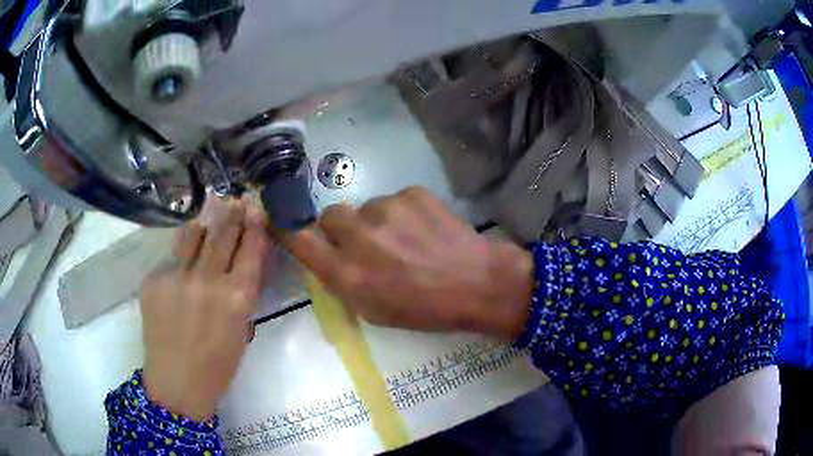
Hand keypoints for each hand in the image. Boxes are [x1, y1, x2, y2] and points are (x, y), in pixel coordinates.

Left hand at [140, 197, 271, 421]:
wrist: (177, 381)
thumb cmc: (218, 363)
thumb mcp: (242, 326)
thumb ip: (243, 288)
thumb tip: (246, 254)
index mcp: (237, 298)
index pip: (251, 247)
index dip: (255, 224)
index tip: (256, 208)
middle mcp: (207, 281)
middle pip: (223, 232)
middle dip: (233, 212)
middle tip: (237, 200)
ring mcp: (176, 277)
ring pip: (194, 232)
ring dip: (207, 221)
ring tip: (213, 209)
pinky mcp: (153, 279)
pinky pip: (172, 255)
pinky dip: (184, 250)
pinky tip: (187, 253)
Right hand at [284, 187, 533, 338]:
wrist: (478, 283)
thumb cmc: (425, 309)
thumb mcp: (375, 311)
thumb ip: (343, 282)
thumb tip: (327, 257)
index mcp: (348, 273)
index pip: (300, 240)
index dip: (288, 229)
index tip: (284, 222)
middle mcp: (359, 236)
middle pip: (330, 215)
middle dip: (340, 228)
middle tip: (364, 242)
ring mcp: (386, 209)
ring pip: (366, 207)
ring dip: (376, 222)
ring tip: (406, 241)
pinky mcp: (411, 193)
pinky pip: (394, 200)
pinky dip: (403, 213)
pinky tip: (425, 230)